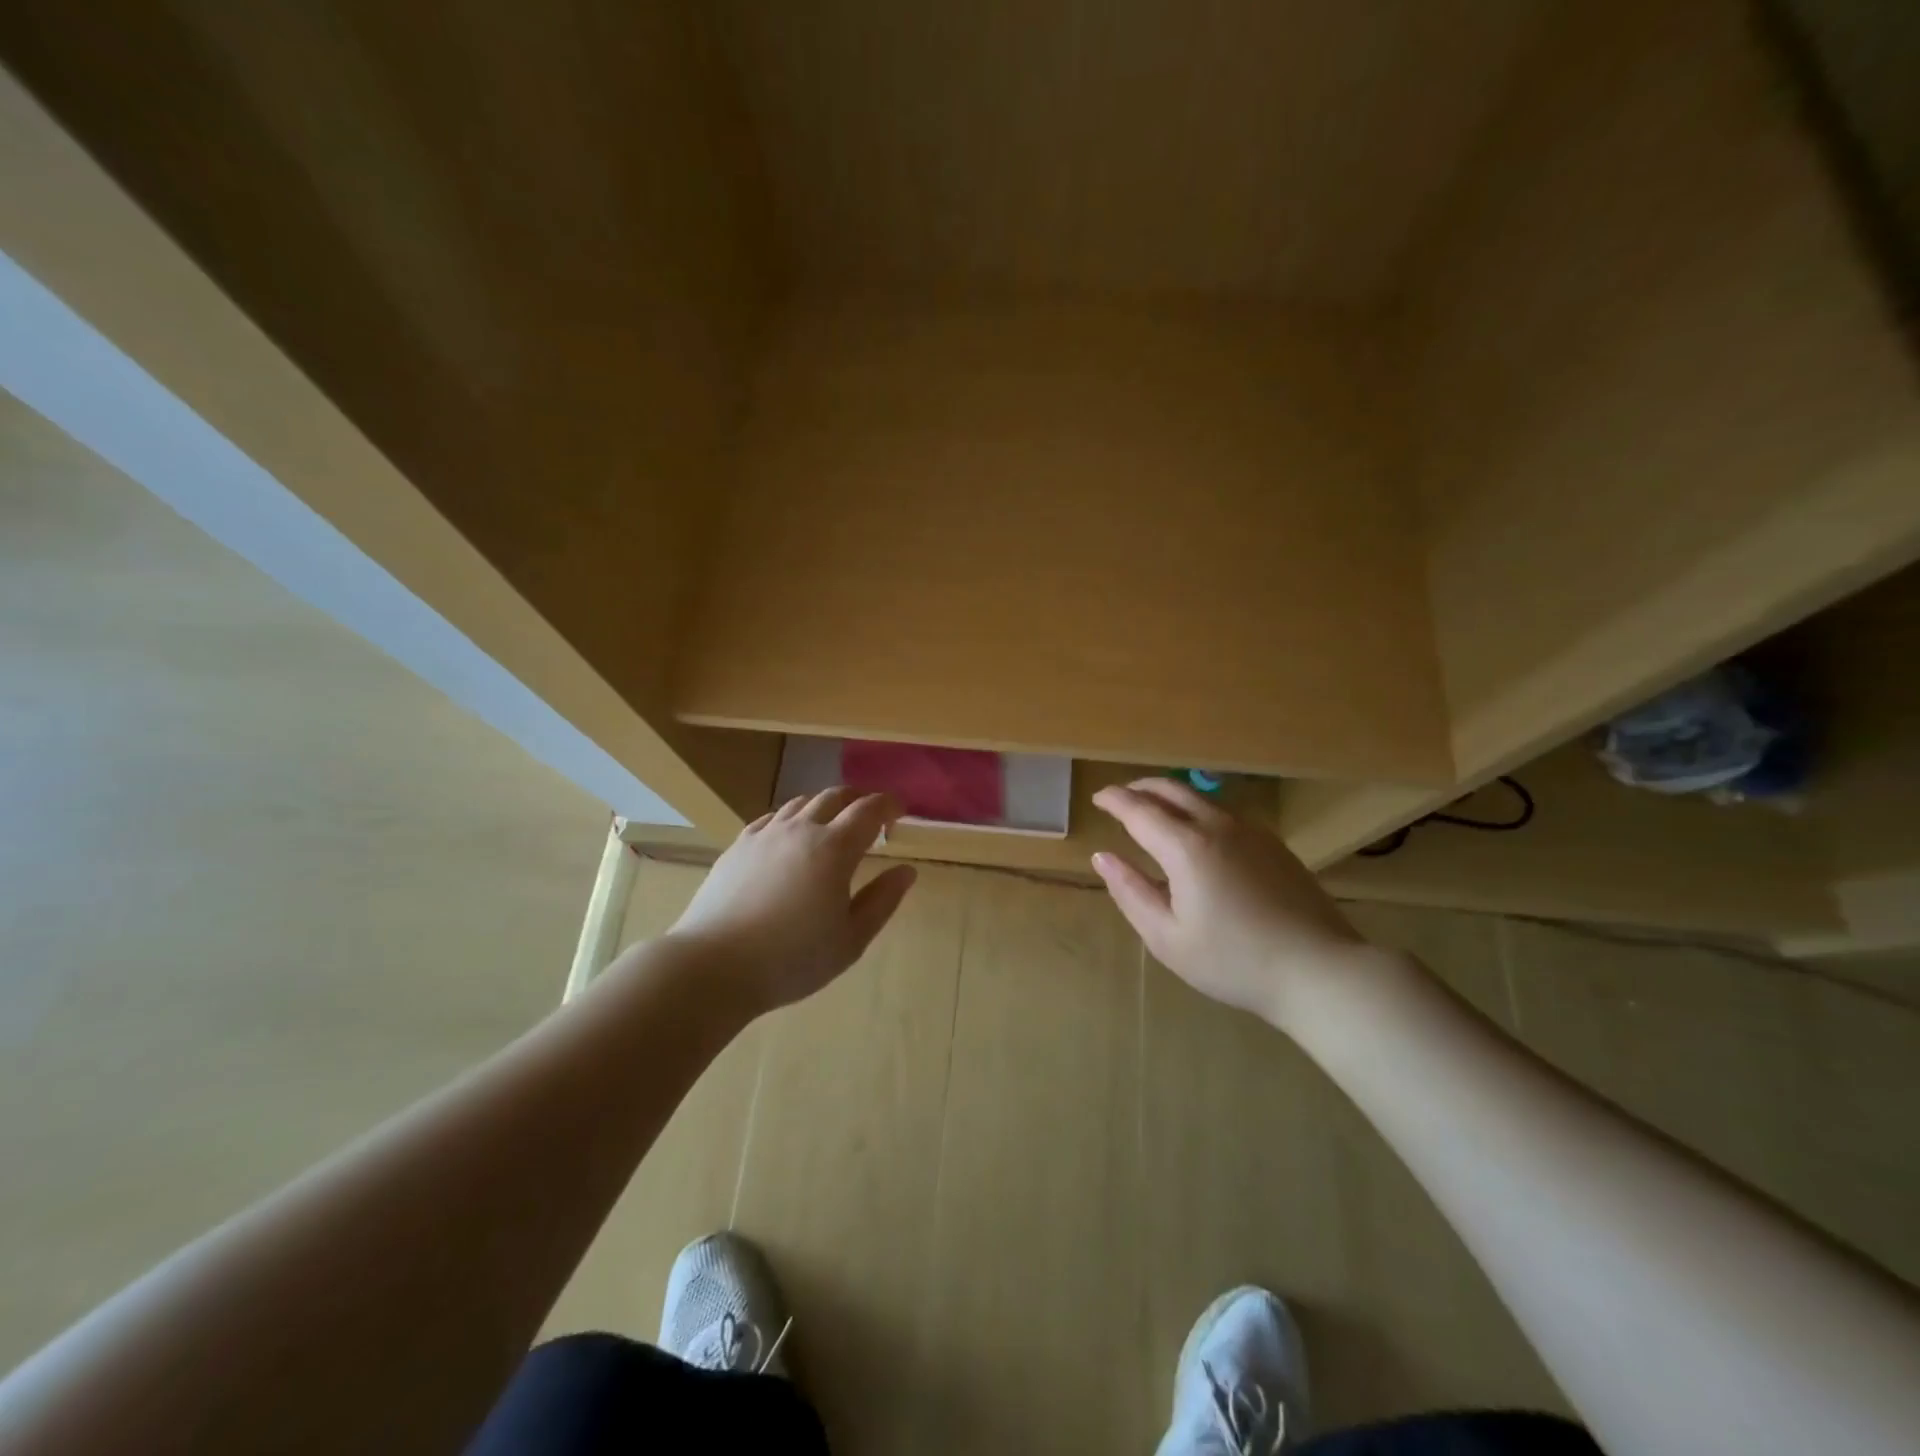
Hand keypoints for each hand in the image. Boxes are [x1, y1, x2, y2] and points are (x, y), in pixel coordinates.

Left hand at [669, 788, 917, 1011]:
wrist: (714, 965)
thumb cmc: (792, 958)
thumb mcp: (851, 939)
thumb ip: (882, 901)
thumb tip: (906, 871)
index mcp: (834, 848)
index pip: (869, 810)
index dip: (888, 804)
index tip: (900, 810)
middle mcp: (801, 830)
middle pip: (834, 797)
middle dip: (858, 799)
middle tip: (870, 814)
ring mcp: (765, 835)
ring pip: (800, 803)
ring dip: (824, 805)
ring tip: (832, 822)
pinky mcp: (738, 847)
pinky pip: (771, 818)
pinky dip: (791, 818)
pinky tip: (789, 835)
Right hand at [1091, 779, 1368, 1028]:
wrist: (1318, 970)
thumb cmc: (1233, 961)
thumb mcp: (1167, 937)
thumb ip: (1130, 892)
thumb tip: (1102, 857)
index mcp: (1185, 848)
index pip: (1139, 810)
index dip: (1114, 800)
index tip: (1098, 798)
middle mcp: (1217, 826)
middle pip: (1171, 790)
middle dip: (1140, 788)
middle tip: (1121, 797)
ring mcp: (1251, 831)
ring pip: (1201, 798)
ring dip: (1170, 796)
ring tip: (1154, 811)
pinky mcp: (1273, 844)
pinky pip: (1224, 813)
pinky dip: (1197, 810)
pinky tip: (1197, 834)